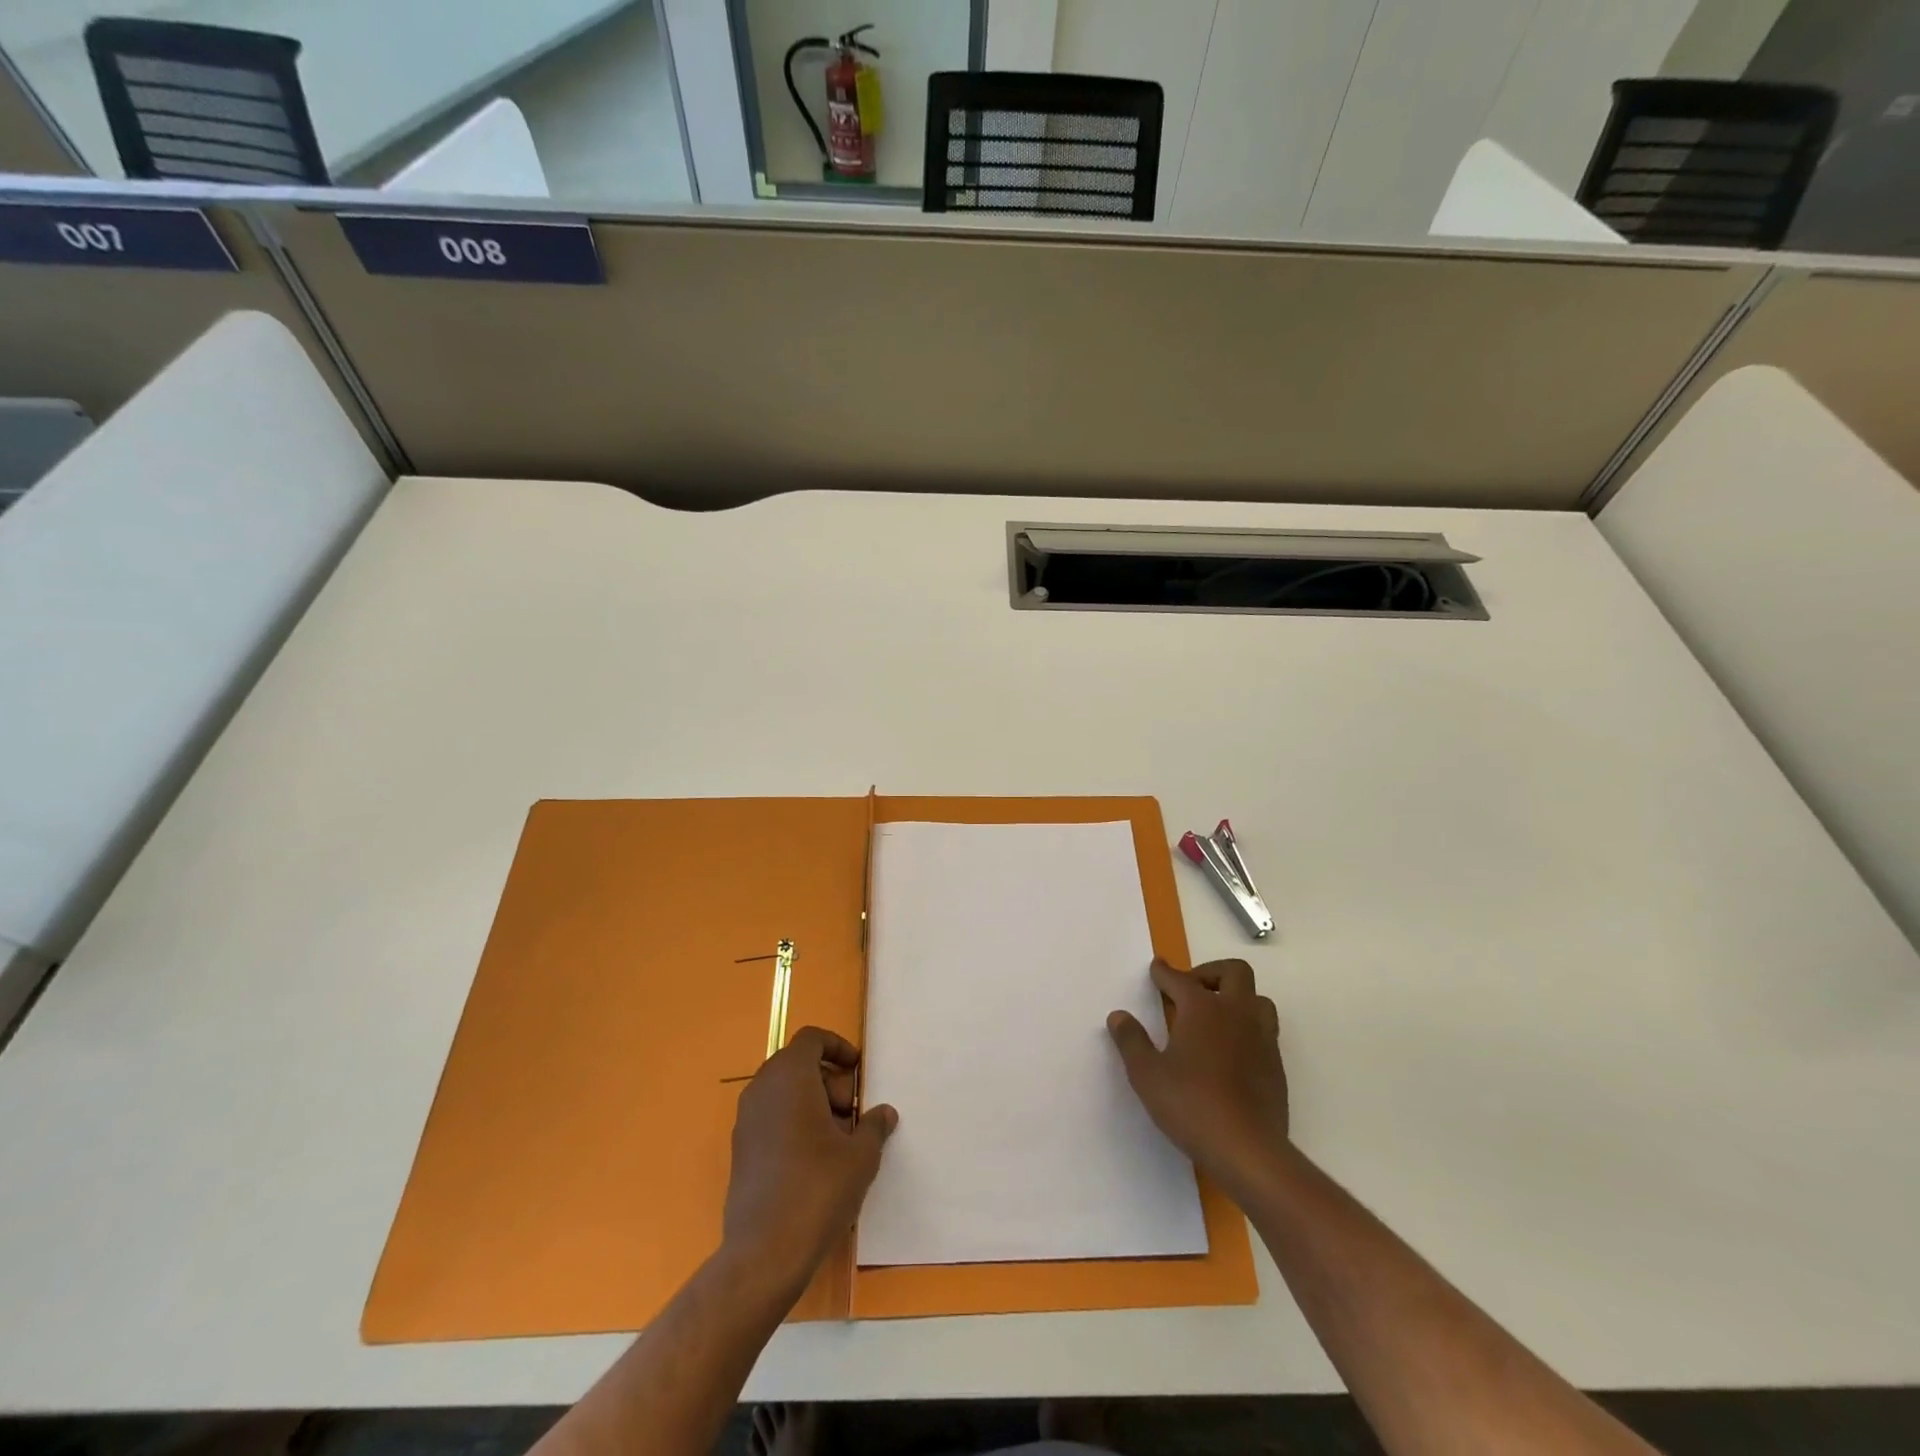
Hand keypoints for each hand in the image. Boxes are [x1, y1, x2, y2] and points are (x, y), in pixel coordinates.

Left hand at [722, 1026, 897, 1301]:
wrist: (764, 1253)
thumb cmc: (818, 1189)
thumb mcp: (860, 1156)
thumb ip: (874, 1126)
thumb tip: (884, 1113)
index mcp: (790, 1076)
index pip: (811, 1039)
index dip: (837, 1047)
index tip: (858, 1071)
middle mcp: (762, 1089)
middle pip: (798, 1064)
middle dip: (829, 1081)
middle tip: (853, 1113)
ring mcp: (746, 1121)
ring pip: (784, 1092)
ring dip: (813, 1104)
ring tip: (839, 1140)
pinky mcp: (741, 1150)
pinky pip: (771, 1118)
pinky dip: (794, 1123)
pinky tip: (815, 1161)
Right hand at [1107, 958, 1288, 1197]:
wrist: (1248, 1149)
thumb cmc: (1191, 1104)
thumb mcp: (1147, 1074)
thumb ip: (1131, 1041)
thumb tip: (1119, 1016)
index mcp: (1203, 1008)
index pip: (1180, 979)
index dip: (1164, 972)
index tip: (1156, 968)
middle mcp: (1236, 1013)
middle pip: (1234, 972)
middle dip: (1210, 973)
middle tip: (1191, 989)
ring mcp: (1261, 1038)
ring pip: (1257, 999)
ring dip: (1237, 998)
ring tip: (1215, 1017)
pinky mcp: (1276, 1065)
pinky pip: (1265, 1031)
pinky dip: (1247, 1028)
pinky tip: (1230, 1051)